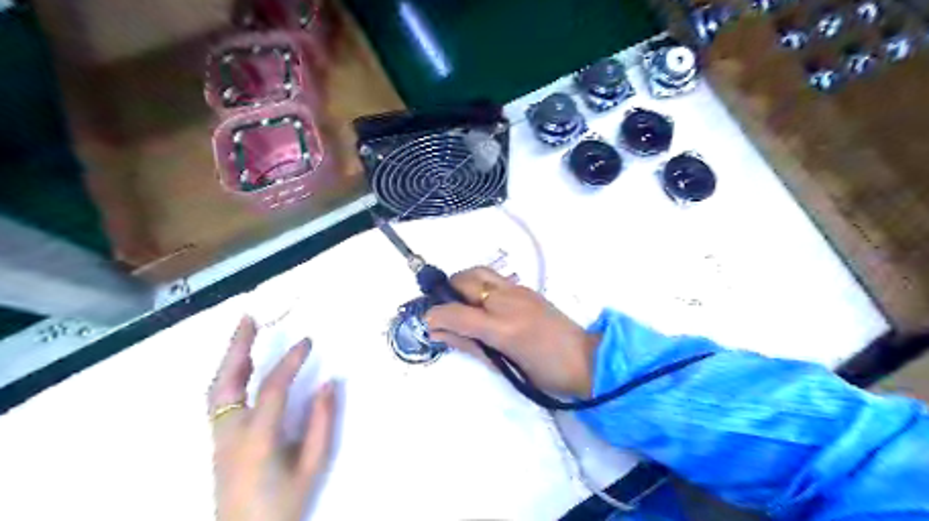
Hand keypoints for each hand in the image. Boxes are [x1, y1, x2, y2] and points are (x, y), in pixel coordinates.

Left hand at [208, 316, 336, 520]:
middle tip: (247, 319)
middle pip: (226, 382)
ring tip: (242, 335)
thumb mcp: (313, 466)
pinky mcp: (217, 442)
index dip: (290, 362)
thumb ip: (323, 423)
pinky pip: (218, 401)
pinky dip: (227, 377)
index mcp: (257, 439)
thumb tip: (329, 383)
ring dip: (229, 359)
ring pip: (216, 391)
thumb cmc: (283, 504)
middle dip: (236, 347)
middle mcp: (231, 433)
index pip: (273, 389)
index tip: (307, 342)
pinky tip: (239, 368)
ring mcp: (219, 438)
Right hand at [423, 267, 598, 395]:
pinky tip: (483, 304)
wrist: (587, 360)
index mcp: (502, 328)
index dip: (435, 316)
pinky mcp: (527, 288)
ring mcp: (519, 290)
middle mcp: (507, 301)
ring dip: (463, 283)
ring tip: (460, 302)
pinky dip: (480, 285)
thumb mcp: (503, 366)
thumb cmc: (545, 374)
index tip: (427, 322)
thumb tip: (440, 334)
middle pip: (465, 281)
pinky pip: (495, 279)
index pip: (456, 312)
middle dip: (447, 292)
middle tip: (444, 310)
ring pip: (479, 272)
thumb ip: (469, 346)